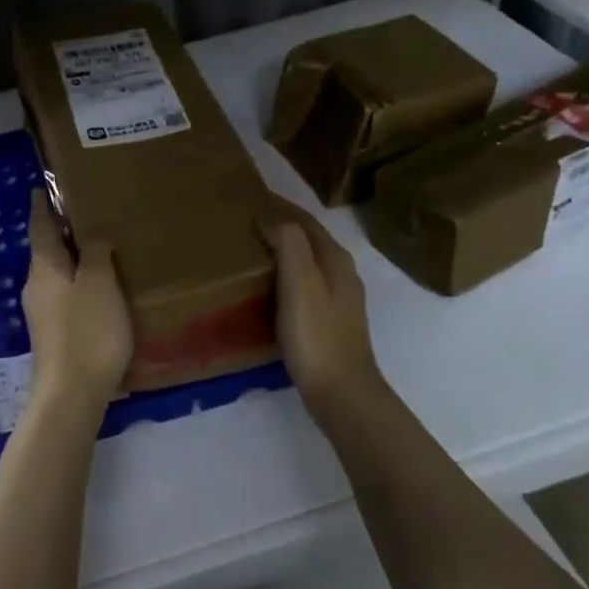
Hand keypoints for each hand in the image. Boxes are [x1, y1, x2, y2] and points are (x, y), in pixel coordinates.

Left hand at [22, 191, 132, 424]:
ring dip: (73, 261)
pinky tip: (99, 292)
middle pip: (46, 250)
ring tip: (100, 252)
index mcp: (44, 267)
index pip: (39, 226)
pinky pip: (64, 297)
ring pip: (56, 275)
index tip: (44, 188)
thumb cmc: (87, 332)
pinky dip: (78, 285)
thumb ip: (95, 252)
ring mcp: (41, 313)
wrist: (70, 396)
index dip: (43, 206)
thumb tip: (91, 231)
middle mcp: (36, 286)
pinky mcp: (52, 336)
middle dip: (62, 233)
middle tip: (88, 216)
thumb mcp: (99, 284)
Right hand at [261, 194, 384, 423]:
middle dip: (282, 226)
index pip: (307, 221)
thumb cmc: (317, 335)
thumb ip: (290, 244)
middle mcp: (341, 275)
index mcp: (336, 260)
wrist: (341, 393)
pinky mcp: (329, 324)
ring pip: (307, 263)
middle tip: (246, 221)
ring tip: (252, 250)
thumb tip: (272, 218)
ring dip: (283, 251)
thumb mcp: (300, 283)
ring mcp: (338, 301)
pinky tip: (267, 288)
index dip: (282, 206)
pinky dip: (284, 276)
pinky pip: (303, 286)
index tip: (253, 195)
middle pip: (309, 240)